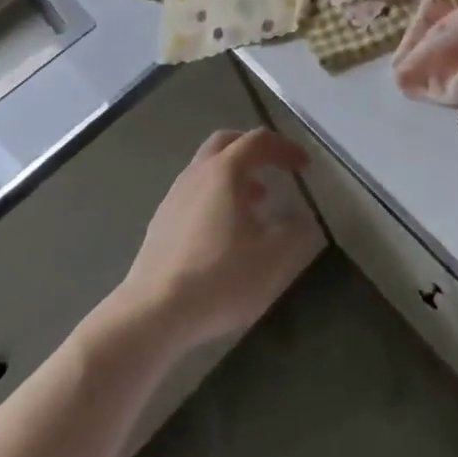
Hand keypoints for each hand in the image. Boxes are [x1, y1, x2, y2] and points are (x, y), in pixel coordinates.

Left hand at [117, 128, 320, 348]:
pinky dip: (215, 198)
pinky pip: (194, 194)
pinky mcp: (160, 224)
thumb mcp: (273, 257)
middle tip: (273, 167)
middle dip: (253, 150)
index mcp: (225, 170)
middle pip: (226, 143)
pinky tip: (223, 233)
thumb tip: (304, 217)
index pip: (259, 141)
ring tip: (254, 204)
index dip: (285, 148)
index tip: (304, 166)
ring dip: (234, 177)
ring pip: (207, 170)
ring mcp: (174, 197)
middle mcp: (197, 173)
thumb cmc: (219, 277)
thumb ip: (296, 231)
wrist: (153, 315)